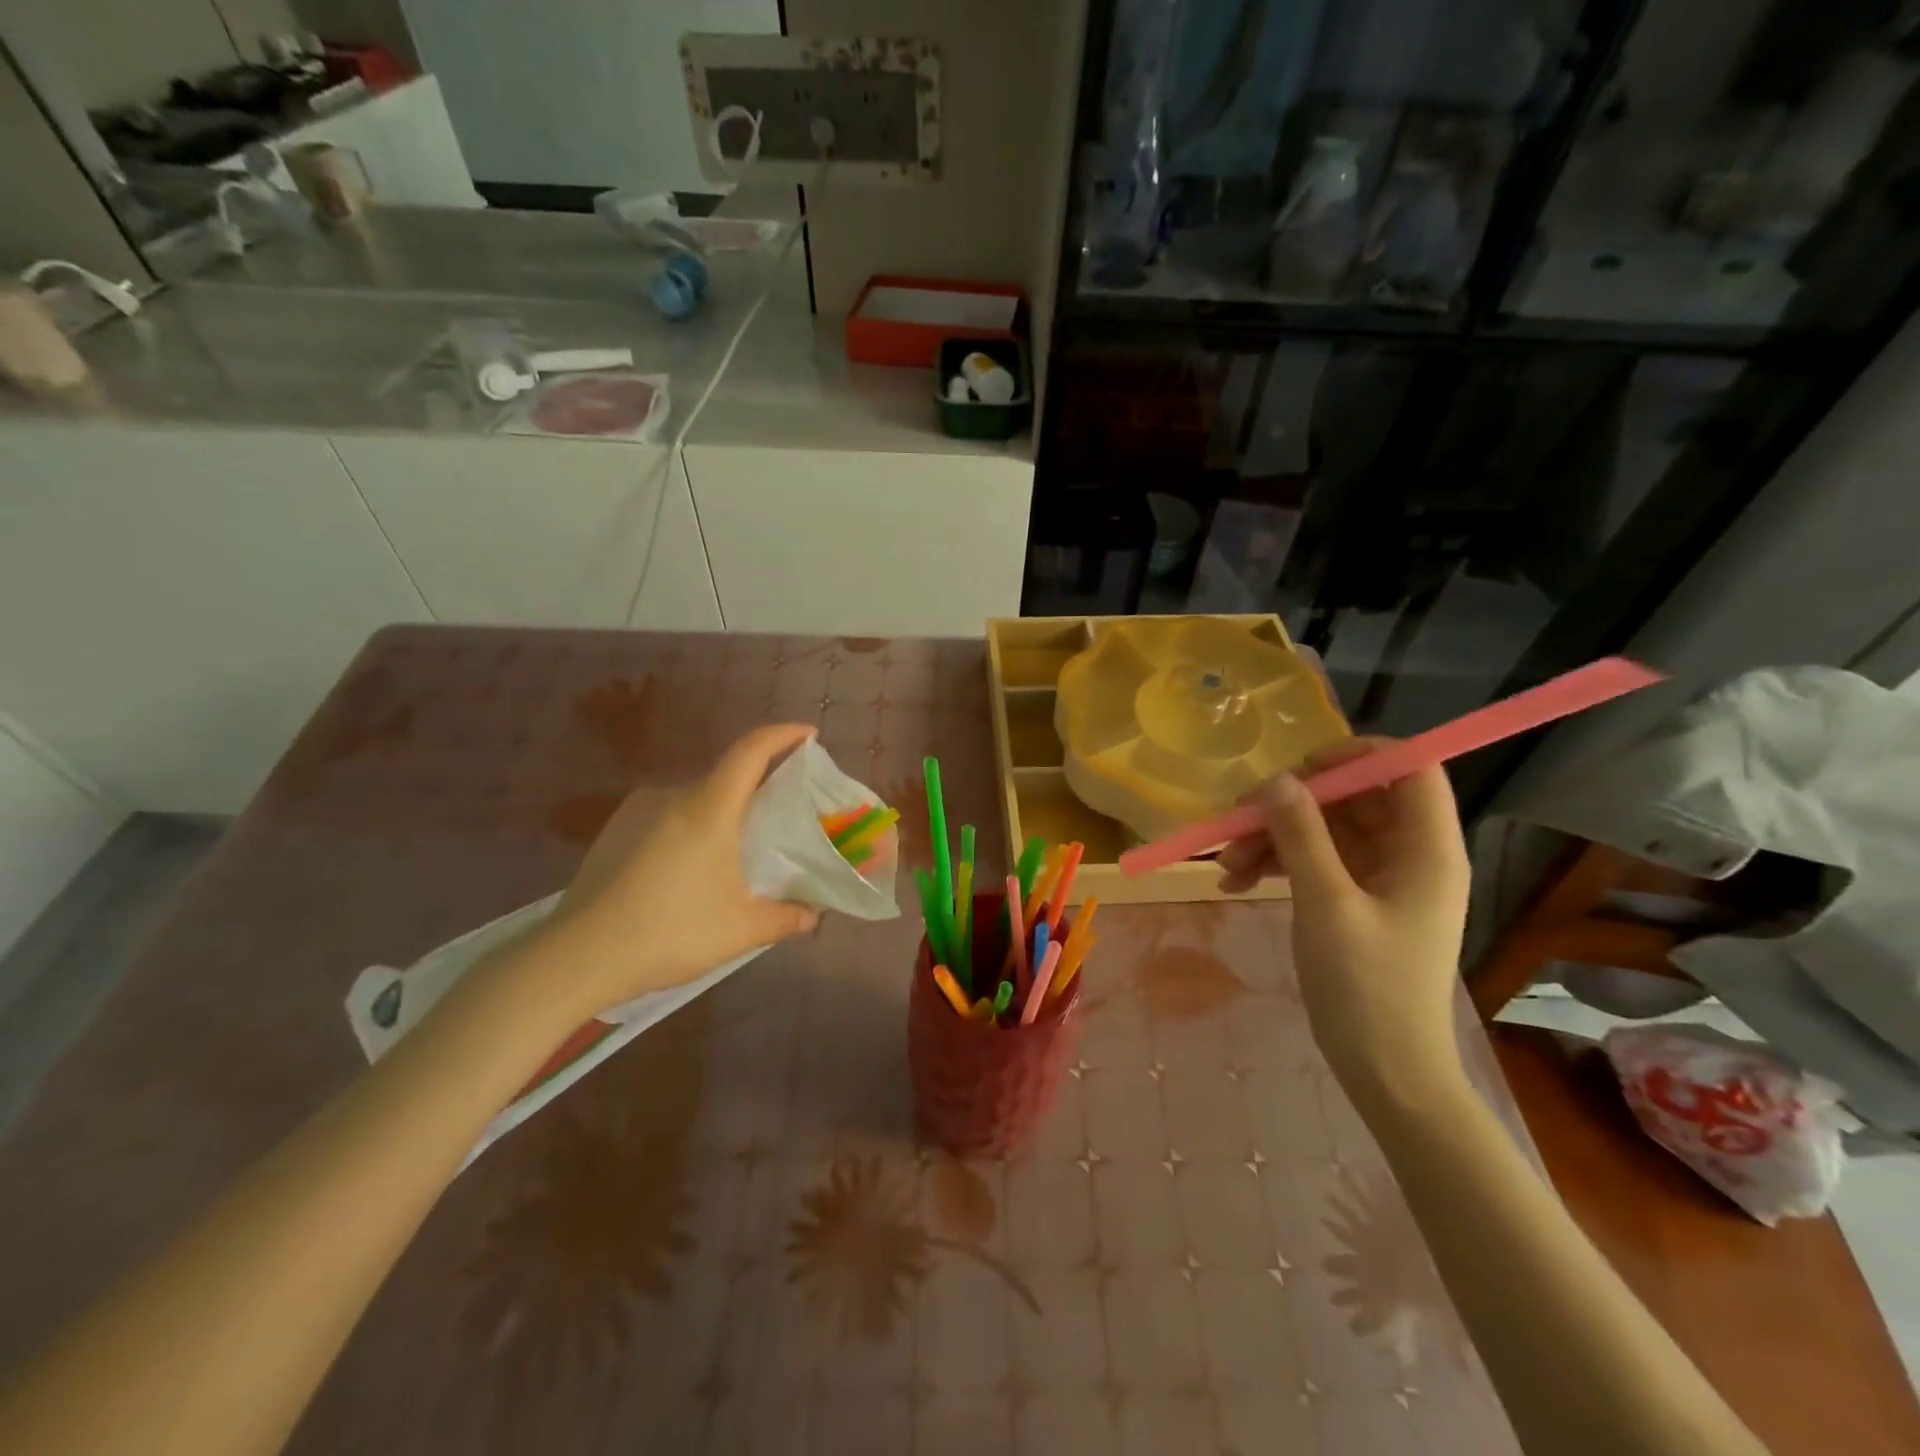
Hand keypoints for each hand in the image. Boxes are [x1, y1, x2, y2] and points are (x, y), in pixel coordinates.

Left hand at [536, 724, 821, 1019]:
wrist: (578, 956)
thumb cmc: (670, 932)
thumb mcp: (740, 930)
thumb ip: (784, 919)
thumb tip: (812, 916)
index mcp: (709, 806)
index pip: (751, 751)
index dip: (782, 735)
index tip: (807, 734)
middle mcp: (672, 794)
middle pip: (725, 777)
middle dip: (757, 788)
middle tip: (779, 817)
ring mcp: (637, 810)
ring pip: (694, 799)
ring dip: (720, 814)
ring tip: (734, 852)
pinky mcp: (614, 830)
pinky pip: (666, 816)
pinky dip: (690, 828)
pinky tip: (690, 868)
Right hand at [1217, 737, 1470, 1098]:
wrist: (1385, 1070)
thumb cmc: (1367, 987)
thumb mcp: (1327, 904)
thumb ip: (1302, 835)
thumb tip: (1276, 780)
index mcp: (1426, 849)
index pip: (1410, 768)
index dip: (1359, 754)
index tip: (1300, 768)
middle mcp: (1407, 854)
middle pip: (1354, 797)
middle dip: (1293, 803)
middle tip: (1241, 816)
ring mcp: (1379, 878)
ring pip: (1324, 829)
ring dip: (1273, 836)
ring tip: (1225, 862)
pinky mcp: (1354, 899)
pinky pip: (1313, 860)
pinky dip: (1276, 863)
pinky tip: (1235, 880)